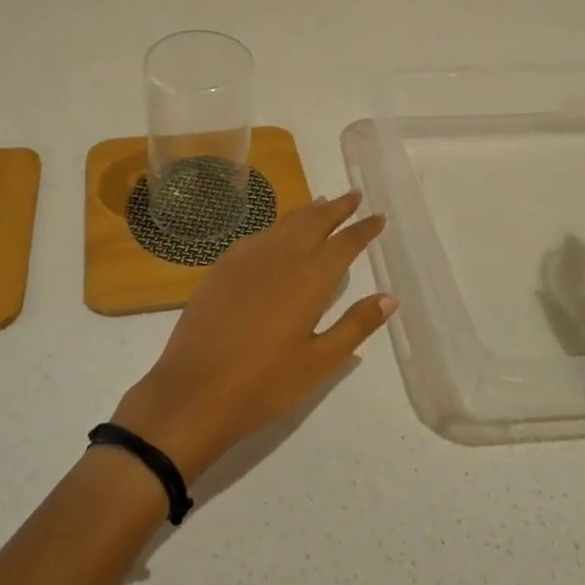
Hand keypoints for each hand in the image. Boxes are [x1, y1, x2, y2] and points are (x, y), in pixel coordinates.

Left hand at [111, 193, 393, 479]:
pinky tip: (278, 235)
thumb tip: (389, 297)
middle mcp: (282, 257)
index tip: (378, 216)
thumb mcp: (319, 363)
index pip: (345, 243)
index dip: (364, 228)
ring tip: (321, 205)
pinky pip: (259, 235)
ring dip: (307, 212)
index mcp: (311, 279)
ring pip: (285, 223)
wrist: (194, 390)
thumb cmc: (265, 384)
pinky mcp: (223, 266)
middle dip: (337, 207)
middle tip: (353, 195)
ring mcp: (248, 257)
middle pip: (314, 220)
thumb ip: (355, 325)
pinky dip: (278, 227)